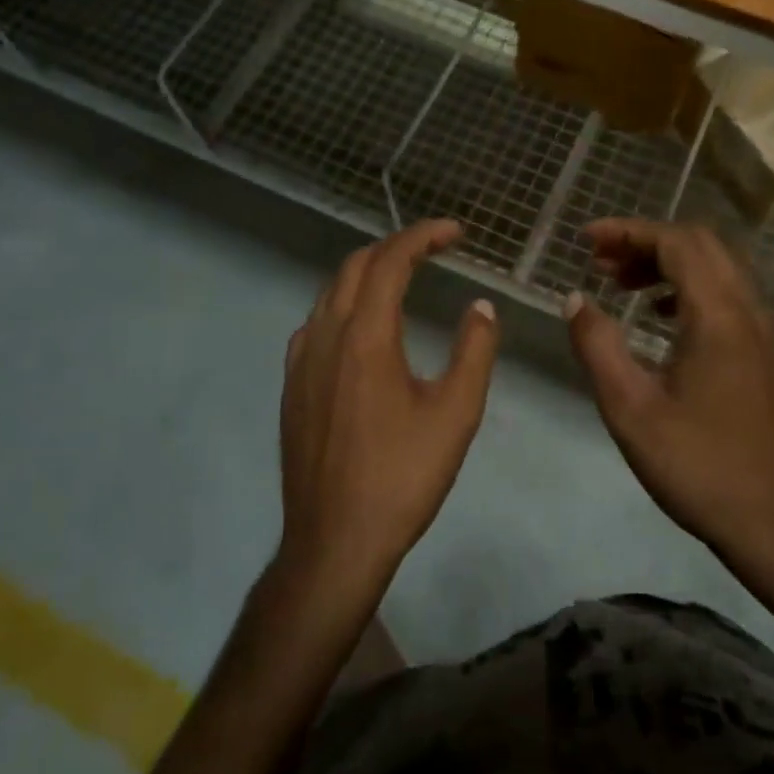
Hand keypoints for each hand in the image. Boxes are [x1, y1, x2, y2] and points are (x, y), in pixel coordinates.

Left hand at [279, 219, 499, 590]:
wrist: (334, 542)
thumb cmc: (402, 477)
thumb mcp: (456, 413)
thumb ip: (474, 351)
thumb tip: (481, 307)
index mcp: (366, 335)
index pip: (391, 260)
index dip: (423, 236)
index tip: (455, 232)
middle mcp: (326, 335)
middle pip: (356, 266)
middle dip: (396, 247)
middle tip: (435, 249)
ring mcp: (301, 360)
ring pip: (332, 292)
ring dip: (368, 272)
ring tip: (403, 278)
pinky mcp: (292, 385)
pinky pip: (317, 322)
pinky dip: (345, 303)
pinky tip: (364, 328)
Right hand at [564, 219, 773, 572]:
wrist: (772, 521)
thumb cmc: (697, 465)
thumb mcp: (630, 409)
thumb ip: (598, 346)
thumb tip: (575, 299)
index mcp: (718, 315)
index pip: (675, 242)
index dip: (628, 231)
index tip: (586, 240)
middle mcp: (748, 309)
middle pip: (700, 243)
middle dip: (646, 240)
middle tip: (601, 261)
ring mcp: (762, 329)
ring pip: (716, 265)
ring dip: (668, 261)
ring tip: (621, 282)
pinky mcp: (764, 350)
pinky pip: (726, 292)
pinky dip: (688, 285)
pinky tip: (658, 314)